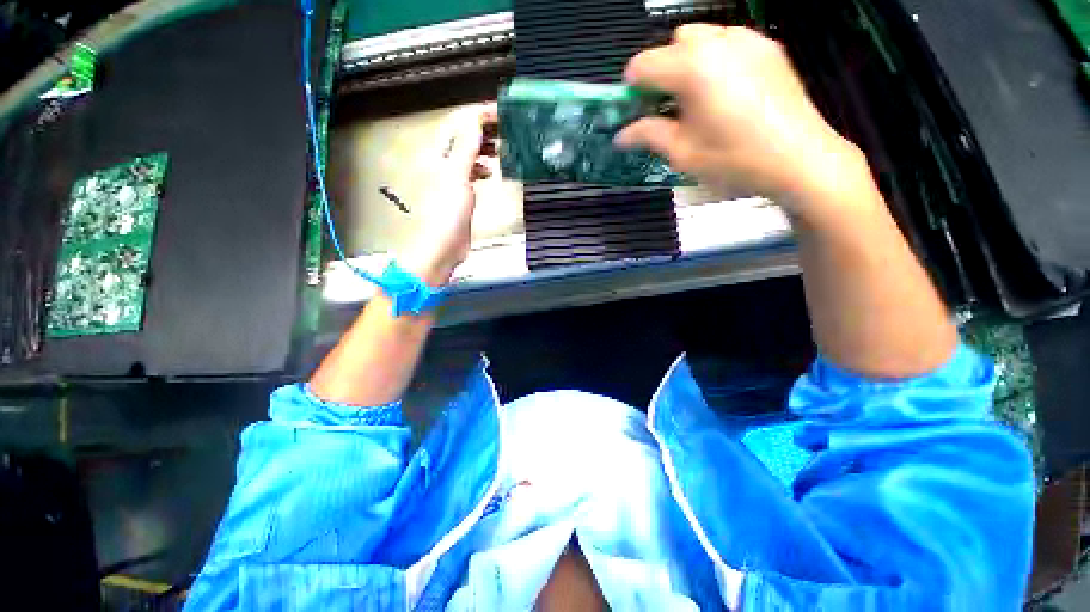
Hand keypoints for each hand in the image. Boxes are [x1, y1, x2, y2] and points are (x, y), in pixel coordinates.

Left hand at [399, 103, 497, 285]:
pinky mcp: (461, 194)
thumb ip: (466, 147)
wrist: (445, 245)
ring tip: (502, 148)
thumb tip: (474, 121)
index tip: (500, 112)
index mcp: (438, 154)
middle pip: (465, 137)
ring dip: (486, 148)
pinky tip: (491, 171)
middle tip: (506, 128)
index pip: (459, 124)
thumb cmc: (446, 214)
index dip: (479, 115)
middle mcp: (444, 162)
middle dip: (485, 130)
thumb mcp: (457, 175)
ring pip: (470, 154)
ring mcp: (452, 178)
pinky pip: (473, 172)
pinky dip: (483, 167)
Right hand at [616, 25, 867, 222]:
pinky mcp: (768, 47)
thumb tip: (620, 137)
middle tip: (669, 106)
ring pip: (702, 37)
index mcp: (692, 67)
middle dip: (663, 70)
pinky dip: (715, 59)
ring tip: (698, 98)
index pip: (643, 64)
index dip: (633, 88)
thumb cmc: (734, 159)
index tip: (636, 110)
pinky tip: (724, 91)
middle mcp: (718, 41)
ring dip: (688, 62)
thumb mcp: (682, 153)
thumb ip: (648, 136)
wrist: (798, 158)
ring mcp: (747, 39)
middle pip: (673, 42)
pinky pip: (729, 42)